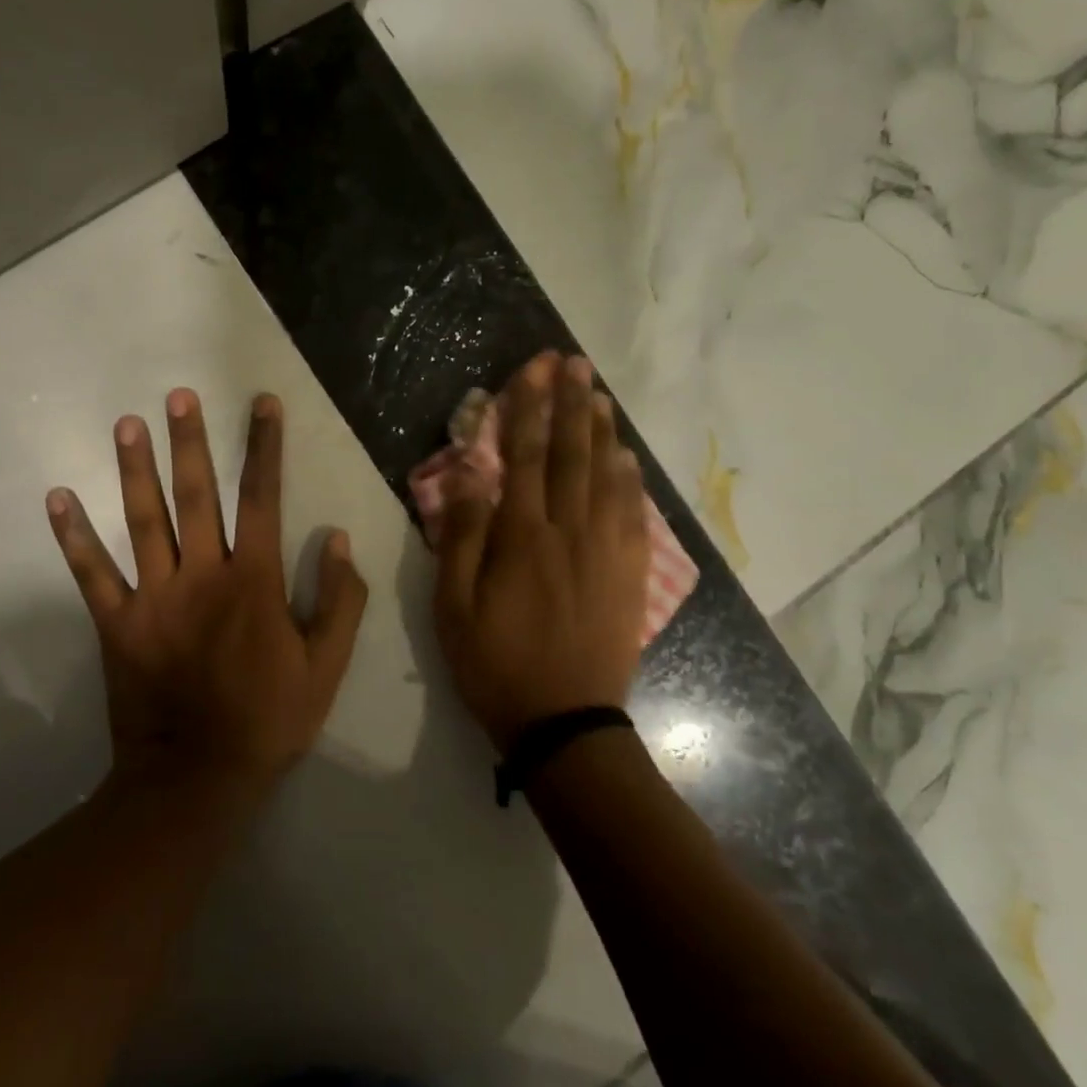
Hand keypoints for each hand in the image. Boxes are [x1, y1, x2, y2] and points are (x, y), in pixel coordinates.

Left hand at [47, 389, 368, 799]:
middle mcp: (202, 575)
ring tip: (126, 424)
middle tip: (177, 396)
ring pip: (143, 520)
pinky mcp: (117, 623)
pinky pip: (92, 574)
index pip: (262, 498)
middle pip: (195, 495)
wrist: (198, 779)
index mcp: (252, 581)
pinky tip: (58, 498)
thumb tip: (337, 539)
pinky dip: (73, 537)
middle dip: (189, 442)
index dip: (263, 447)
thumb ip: (339, 601)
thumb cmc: (269, 719)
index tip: (262, 404)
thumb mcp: (327, 666)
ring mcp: (154, 597)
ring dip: (134, 469)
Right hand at [434, 353, 647, 752]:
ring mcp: (607, 552)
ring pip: (607, 477)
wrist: (565, 724)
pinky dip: (630, 480)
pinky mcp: (630, 575)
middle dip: (572, 404)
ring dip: (602, 431)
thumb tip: (471, 475)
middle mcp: (570, 532)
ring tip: (600, 394)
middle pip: (572, 455)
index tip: (535, 369)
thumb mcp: (453, 607)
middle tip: (575, 362)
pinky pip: (634, 515)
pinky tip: (627, 458)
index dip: (529, 408)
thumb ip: (462, 537)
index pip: (526, 456)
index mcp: (523, 538)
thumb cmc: (495, 665)